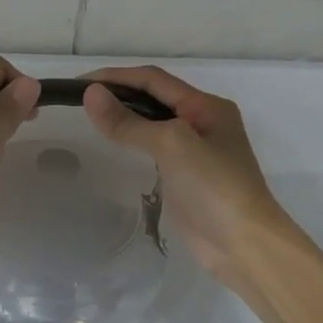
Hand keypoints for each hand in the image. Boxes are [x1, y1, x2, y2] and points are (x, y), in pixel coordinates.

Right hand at [80, 66, 295, 290]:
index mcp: (206, 106)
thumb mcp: (171, 145)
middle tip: (79, 100)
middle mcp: (203, 122)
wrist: (244, 245)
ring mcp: (195, 152)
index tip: (79, 83)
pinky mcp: (186, 177)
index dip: (116, 77)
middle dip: (119, 93)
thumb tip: (90, 95)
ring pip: (153, 123)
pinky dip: (133, 141)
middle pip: (154, 98)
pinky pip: (154, 149)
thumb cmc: (214, 186)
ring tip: (90, 117)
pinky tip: (115, 145)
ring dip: (125, 116)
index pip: (154, 79)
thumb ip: (129, 121)